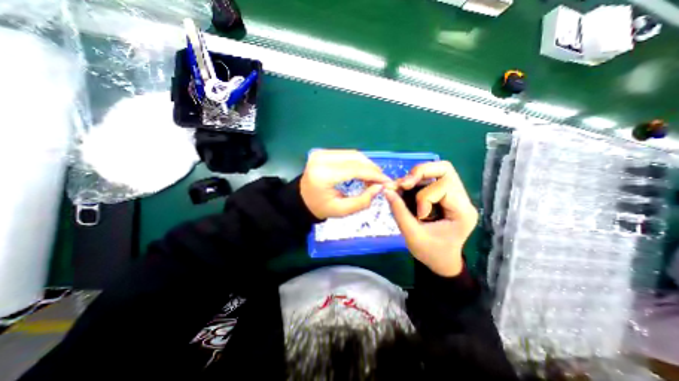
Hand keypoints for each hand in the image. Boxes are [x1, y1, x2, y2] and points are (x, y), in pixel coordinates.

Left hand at [301, 149, 393, 218]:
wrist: (302, 200)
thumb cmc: (320, 207)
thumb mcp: (342, 210)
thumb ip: (363, 200)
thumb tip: (380, 187)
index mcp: (324, 175)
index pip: (355, 169)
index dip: (373, 174)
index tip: (387, 181)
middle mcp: (322, 159)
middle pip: (356, 158)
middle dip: (372, 169)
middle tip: (381, 181)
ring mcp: (321, 153)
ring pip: (353, 154)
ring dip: (366, 165)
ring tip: (373, 178)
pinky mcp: (323, 152)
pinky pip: (347, 154)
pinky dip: (358, 162)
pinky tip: (363, 172)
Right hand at [384, 161, 479, 275]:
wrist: (442, 262)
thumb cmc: (431, 253)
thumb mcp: (412, 236)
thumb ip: (399, 212)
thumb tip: (386, 190)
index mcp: (462, 212)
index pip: (444, 187)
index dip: (424, 196)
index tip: (418, 214)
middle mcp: (463, 199)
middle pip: (444, 169)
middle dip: (420, 173)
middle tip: (404, 184)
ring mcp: (456, 196)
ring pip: (438, 170)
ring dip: (416, 176)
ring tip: (402, 187)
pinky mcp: (446, 195)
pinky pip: (431, 179)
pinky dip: (415, 181)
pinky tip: (405, 189)